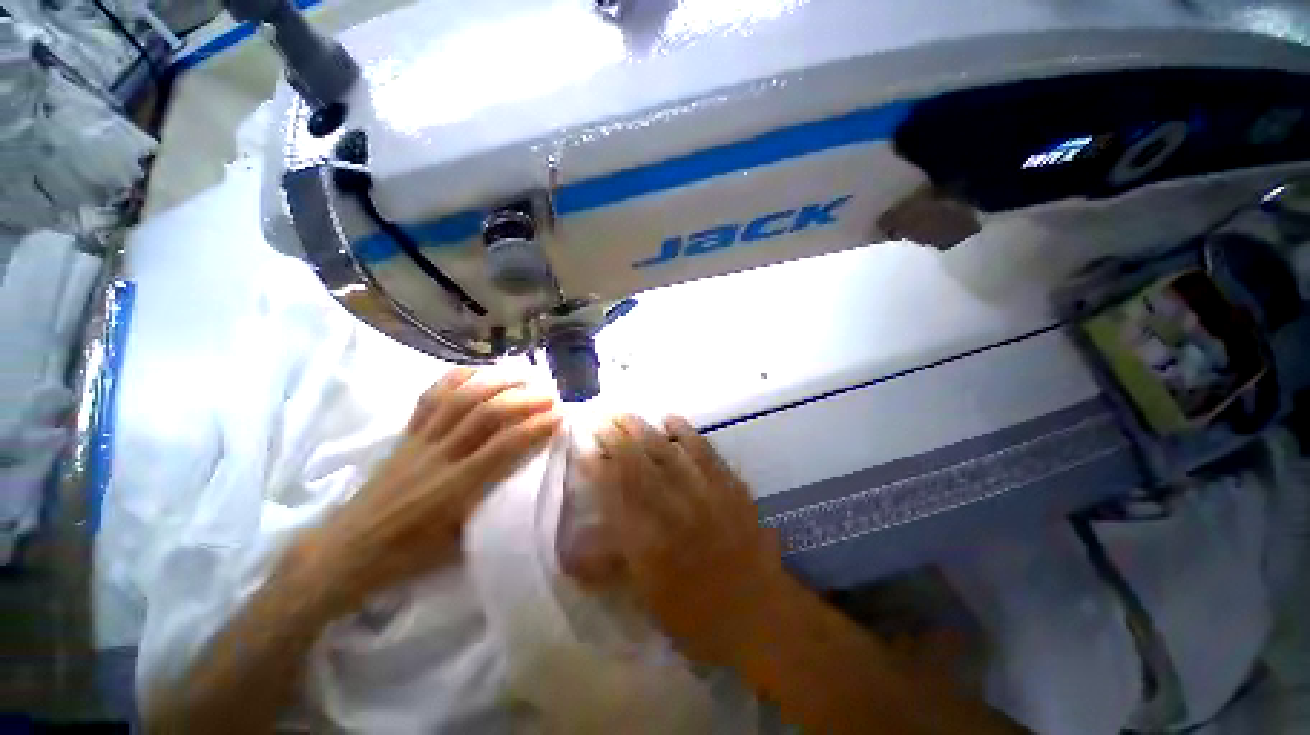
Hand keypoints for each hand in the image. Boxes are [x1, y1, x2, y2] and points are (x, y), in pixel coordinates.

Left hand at [300, 368, 560, 617]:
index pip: (505, 446)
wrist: (346, 550)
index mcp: (456, 488)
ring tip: (522, 375)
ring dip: (495, 382)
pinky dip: (456, 378)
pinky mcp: (406, 434)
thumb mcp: (457, 544)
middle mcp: (440, 456)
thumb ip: (490, 510)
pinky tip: (477, 370)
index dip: (536, 427)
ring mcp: (420, 440)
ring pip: (461, 398)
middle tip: (549, 394)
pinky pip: (431, 397)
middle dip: (523, 399)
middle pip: (487, 414)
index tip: (559, 416)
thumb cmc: (407, 555)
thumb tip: (521, 489)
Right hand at [578, 415, 784, 666]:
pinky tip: (672, 419)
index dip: (597, 470)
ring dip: (645, 431)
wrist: (760, 614)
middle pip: (639, 469)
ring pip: (668, 455)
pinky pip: (705, 453)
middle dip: (616, 441)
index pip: (615, 497)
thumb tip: (572, 553)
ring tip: (627, 414)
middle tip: (602, 419)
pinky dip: (686, 433)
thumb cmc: (698, 616)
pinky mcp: (729, 487)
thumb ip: (612, 568)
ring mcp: (704, 496)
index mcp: (649, 546)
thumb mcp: (648, 602)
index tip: (584, 450)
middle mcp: (673, 514)